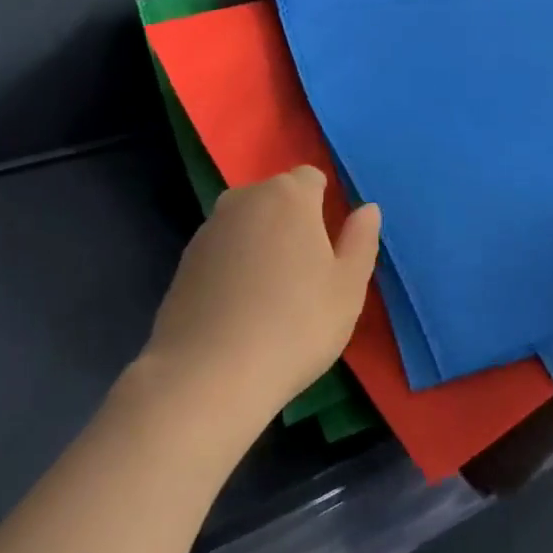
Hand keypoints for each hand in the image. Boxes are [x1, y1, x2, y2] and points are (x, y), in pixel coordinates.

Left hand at [146, 167, 381, 415]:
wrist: (208, 375)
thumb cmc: (295, 325)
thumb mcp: (347, 288)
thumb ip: (361, 240)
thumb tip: (367, 209)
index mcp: (289, 195)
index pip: (312, 178)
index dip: (324, 204)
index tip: (331, 244)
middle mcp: (245, 198)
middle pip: (277, 196)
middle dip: (293, 220)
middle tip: (307, 272)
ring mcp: (209, 228)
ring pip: (248, 222)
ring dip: (262, 242)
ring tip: (272, 293)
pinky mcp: (185, 259)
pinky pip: (223, 249)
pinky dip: (234, 264)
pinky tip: (240, 307)